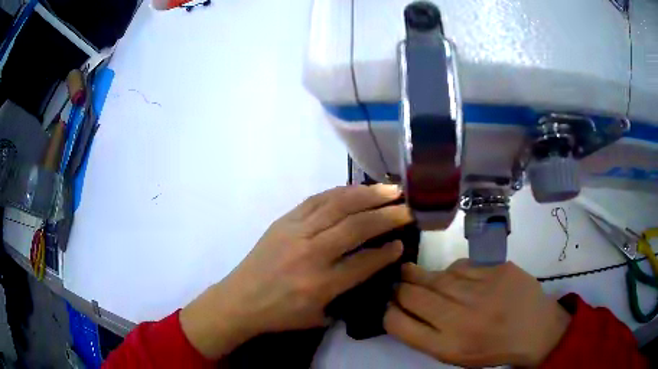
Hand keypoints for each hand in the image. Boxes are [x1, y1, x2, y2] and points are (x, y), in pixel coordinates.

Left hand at [181, 185, 411, 358]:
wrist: (239, 300)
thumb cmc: (279, 315)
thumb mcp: (317, 317)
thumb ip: (345, 296)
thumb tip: (368, 269)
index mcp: (320, 284)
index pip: (364, 262)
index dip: (387, 251)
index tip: (402, 242)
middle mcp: (311, 254)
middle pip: (356, 227)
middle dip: (386, 217)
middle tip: (406, 209)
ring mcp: (295, 232)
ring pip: (338, 206)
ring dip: (367, 196)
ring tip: (389, 190)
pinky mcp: (284, 221)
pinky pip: (316, 200)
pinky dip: (340, 192)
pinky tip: (356, 190)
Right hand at [384, 260, 570, 367]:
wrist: (535, 330)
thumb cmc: (492, 349)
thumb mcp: (455, 356)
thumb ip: (427, 336)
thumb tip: (401, 309)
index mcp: (448, 346)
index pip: (399, 324)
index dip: (388, 312)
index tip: (390, 306)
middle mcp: (461, 319)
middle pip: (412, 295)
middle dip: (399, 289)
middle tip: (398, 284)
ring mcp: (481, 291)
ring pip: (436, 277)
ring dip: (420, 275)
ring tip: (413, 273)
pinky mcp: (497, 270)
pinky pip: (461, 265)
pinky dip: (452, 271)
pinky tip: (454, 277)